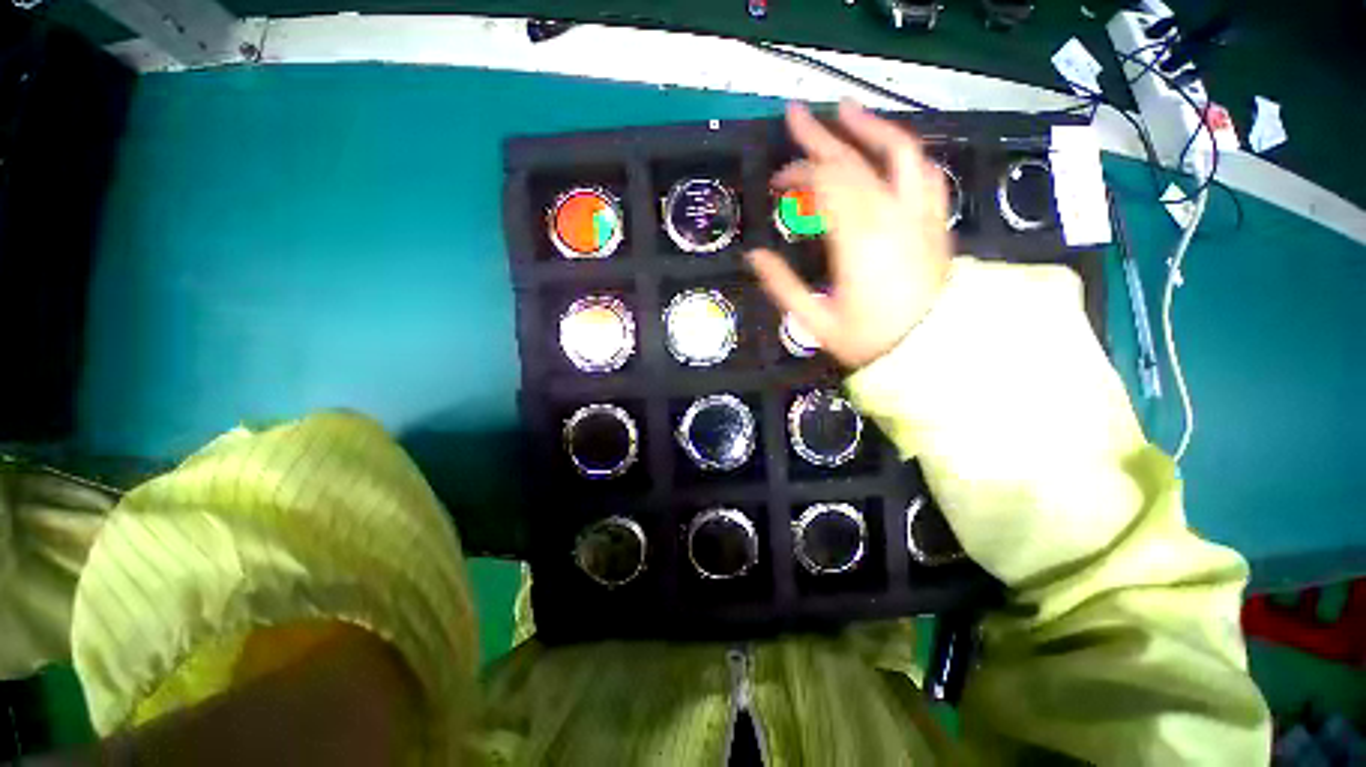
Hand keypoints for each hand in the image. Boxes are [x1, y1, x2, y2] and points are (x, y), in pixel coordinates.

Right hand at [747, 101, 952, 369]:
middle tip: (794, 115)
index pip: (824, 184)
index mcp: (856, 240)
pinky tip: (892, 148)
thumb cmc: (869, 340)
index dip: (797, 173)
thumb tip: (755, 256)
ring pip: (898, 154)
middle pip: (852, 161)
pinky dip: (906, 155)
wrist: (928, 351)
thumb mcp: (815, 321)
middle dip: (819, 137)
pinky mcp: (936, 222)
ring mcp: (919, 215)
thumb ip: (782, 285)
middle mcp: (890, 216)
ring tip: (846, 109)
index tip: (777, 183)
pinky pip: (926, 174)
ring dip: (870, 127)